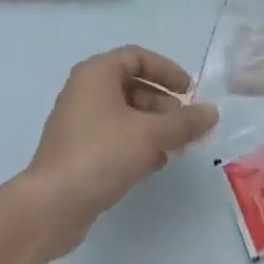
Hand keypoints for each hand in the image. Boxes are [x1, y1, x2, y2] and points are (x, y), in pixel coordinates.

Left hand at [22, 45, 218, 259]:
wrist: (51, 206)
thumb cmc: (101, 154)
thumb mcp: (149, 135)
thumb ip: (184, 122)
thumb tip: (212, 112)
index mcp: (97, 73)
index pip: (137, 57)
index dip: (167, 70)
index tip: (190, 92)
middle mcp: (85, 90)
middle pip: (132, 84)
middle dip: (163, 103)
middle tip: (185, 124)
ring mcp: (79, 121)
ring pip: (125, 113)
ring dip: (153, 125)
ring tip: (176, 147)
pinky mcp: (78, 150)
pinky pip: (114, 135)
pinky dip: (137, 142)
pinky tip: (155, 163)